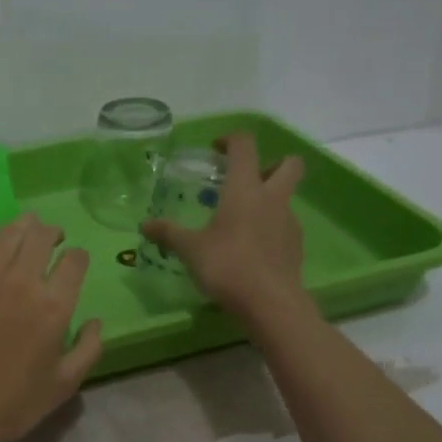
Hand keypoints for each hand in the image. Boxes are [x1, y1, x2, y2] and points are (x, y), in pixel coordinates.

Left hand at [0, 213, 103, 441]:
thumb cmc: (11, 406)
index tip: (76, 262)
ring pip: (10, 234)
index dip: (79, 257)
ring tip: (28, 226)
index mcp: (54, 306)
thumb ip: (88, 349)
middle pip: (42, 237)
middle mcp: (22, 282)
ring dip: (24, 225)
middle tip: (54, 237)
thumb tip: (95, 321)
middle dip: (53, 232)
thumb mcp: (64, 386)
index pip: (75, 262)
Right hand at [142, 132, 306, 320]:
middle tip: (246, 180)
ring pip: (286, 197)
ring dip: (268, 200)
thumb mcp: (190, 249)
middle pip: (289, 163)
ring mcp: (289, 221)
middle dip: (271, 163)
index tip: (216, 149)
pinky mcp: (296, 246)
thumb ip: (168, 234)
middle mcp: (272, 198)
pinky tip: (251, 249)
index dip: (230, 139)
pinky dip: (270, 228)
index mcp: (245, 189)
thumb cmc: (227, 266)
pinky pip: (284, 225)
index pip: (244, 146)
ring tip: (240, 223)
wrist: (270, 302)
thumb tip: (144, 225)